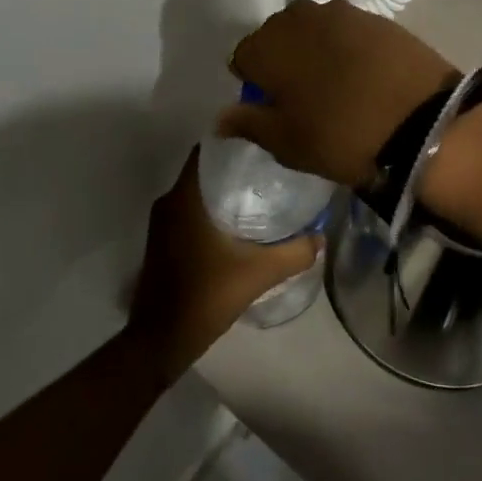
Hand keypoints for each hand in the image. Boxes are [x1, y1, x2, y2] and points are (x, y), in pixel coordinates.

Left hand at [126, 150, 320, 383]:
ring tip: (261, 193)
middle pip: (204, 170)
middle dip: (235, 167)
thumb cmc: (205, 297)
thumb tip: (321, 236)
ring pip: (196, 193)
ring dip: (223, 190)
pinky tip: (239, 224)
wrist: (161, 340)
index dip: (233, 140)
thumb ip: (293, 253)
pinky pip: (190, 211)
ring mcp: (162, 224)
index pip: (207, 150)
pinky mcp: (163, 242)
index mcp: (185, 198)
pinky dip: (212, 210)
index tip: (262, 141)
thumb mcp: (257, 274)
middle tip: (271, 168)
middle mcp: (169, 202)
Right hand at [218, 0, 457, 188]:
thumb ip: (248, 123)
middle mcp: (298, 17)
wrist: (423, 124)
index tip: (271, 105)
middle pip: (276, 35)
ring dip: (314, 49)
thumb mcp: (287, 142)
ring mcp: (341, 12)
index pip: (243, 56)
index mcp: (267, 45)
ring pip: (312, 29)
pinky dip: (346, 47)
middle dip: (282, 59)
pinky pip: (346, 30)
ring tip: (334, 82)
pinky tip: (362, 73)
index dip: (253, 81)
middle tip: (302, 95)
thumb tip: (219, 118)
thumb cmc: (341, 136)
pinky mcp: (377, 17)